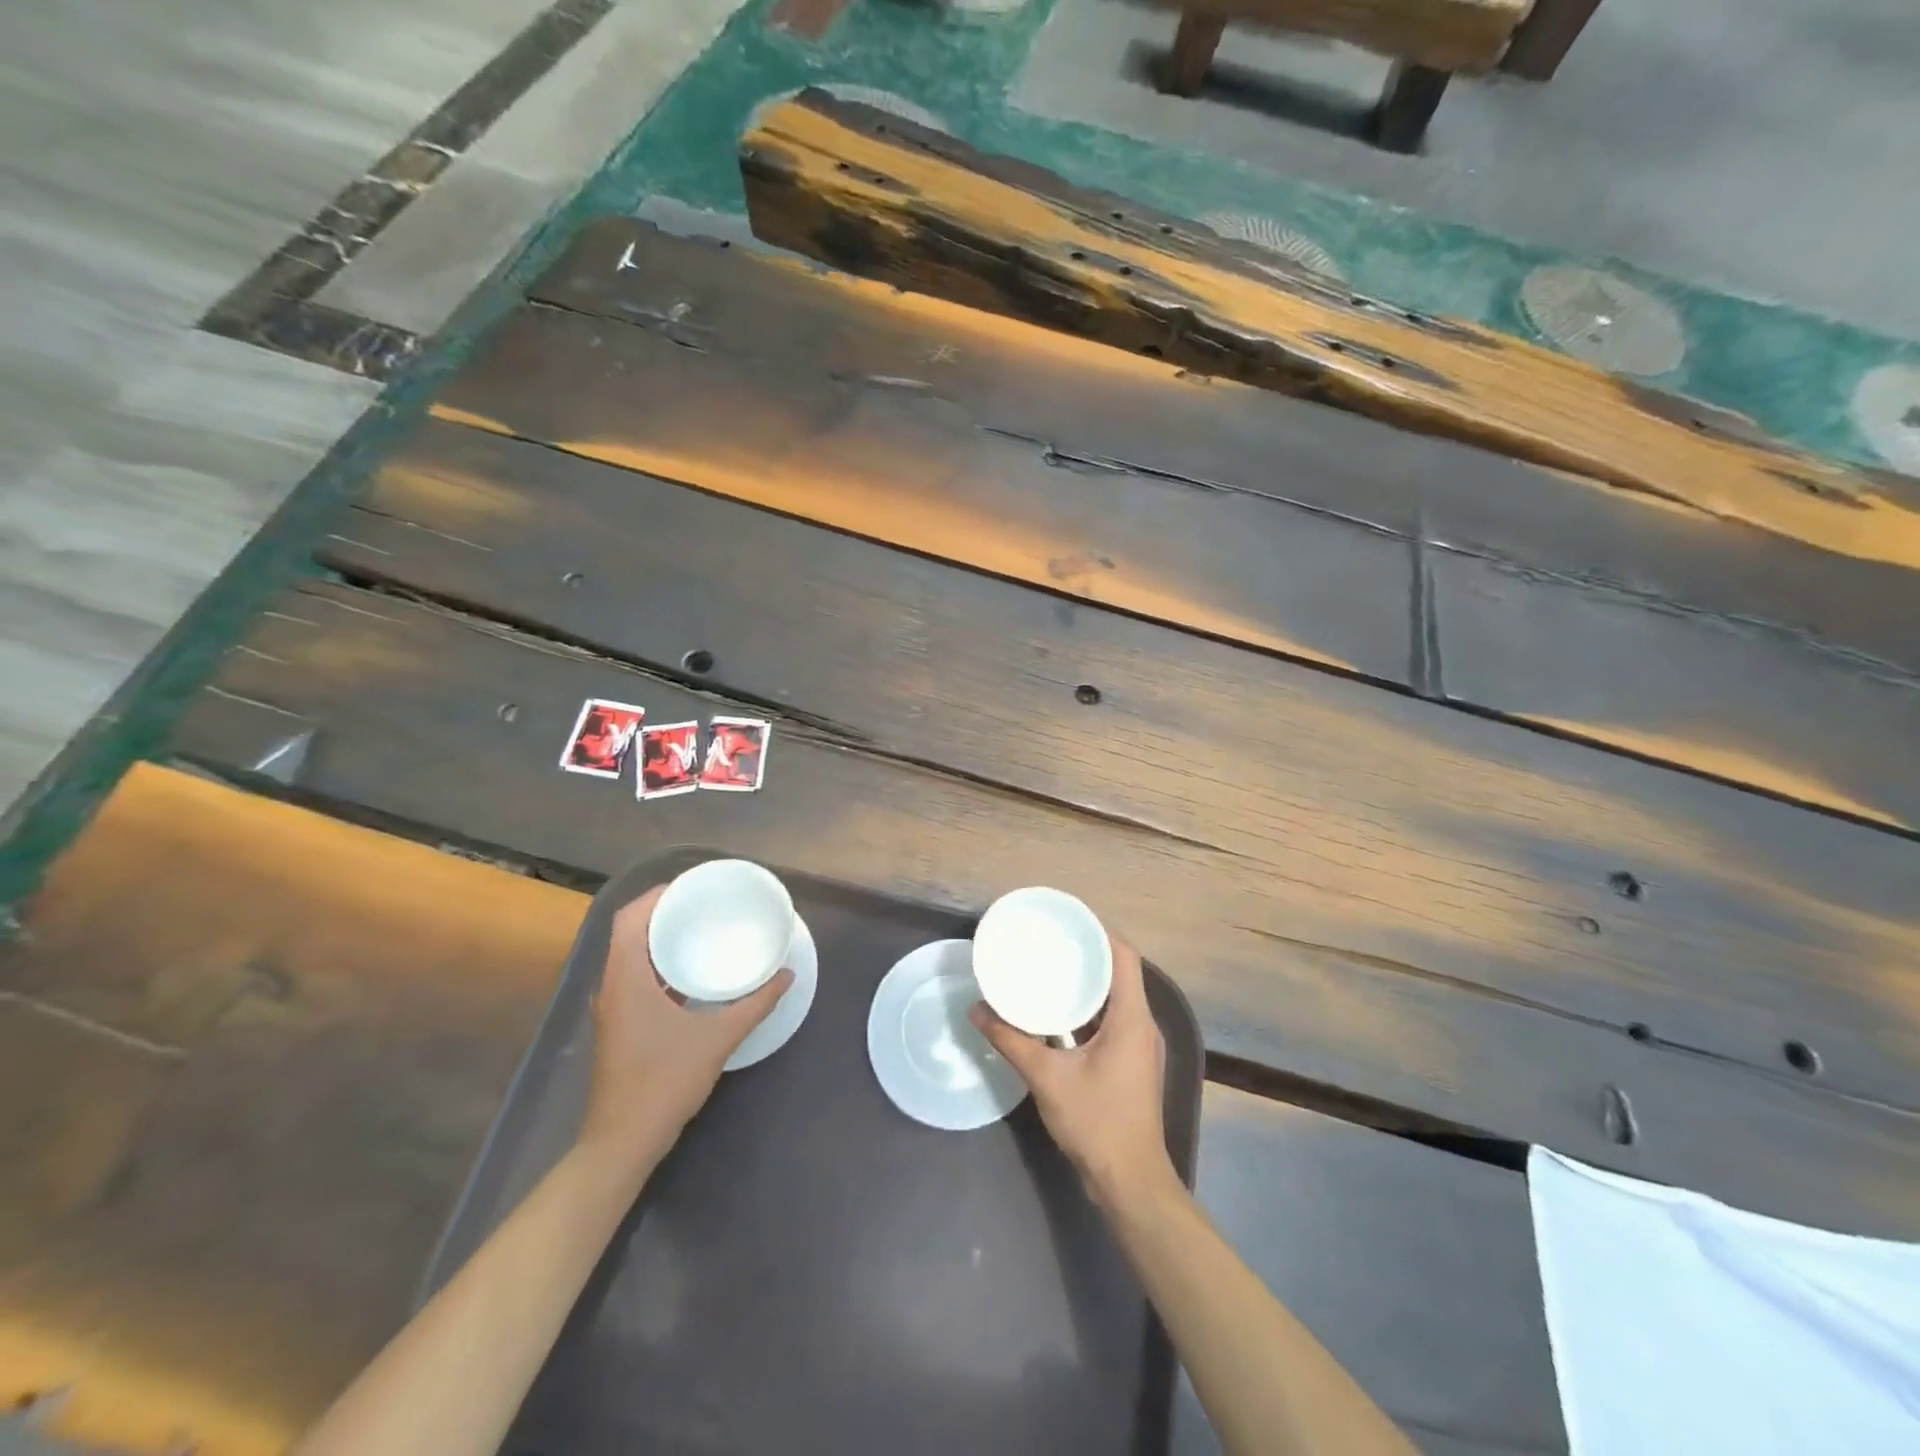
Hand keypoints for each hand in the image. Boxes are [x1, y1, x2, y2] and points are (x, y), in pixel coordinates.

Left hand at [576, 884, 793, 1177]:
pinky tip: (693, 973)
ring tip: (702, 929)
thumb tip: (786, 975)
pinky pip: (637, 978)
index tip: (691, 886)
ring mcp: (613, 1008)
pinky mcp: (620, 1026)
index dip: (655, 896)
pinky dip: (661, 965)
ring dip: (661, 939)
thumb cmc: (663, 1082)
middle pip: (630, 932)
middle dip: (664, 912)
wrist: (623, 1142)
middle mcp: (613, 986)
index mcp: (626, 980)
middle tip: (705, 903)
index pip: (628, 919)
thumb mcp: (717, 1039)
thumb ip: (755, 1004)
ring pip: (632, 957)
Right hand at [970, 931, 1172, 1203]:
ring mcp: (1140, 1046)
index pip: (1124, 956)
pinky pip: (1112, 1021)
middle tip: (1049, 941)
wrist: (1130, 1181)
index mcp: (1131, 1018)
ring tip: (1050, 969)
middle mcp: (1142, 1024)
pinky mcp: (1132, 1063)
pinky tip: (1058, 1014)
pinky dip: (1088, 1010)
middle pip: (1119, 973)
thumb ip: (1011, 1040)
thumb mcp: (1047, 1077)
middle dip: (1086, 954)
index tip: (1066, 920)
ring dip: (1087, 984)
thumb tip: (977, 1010)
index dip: (1099, 931)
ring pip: (1116, 999)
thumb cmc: (1096, 1122)